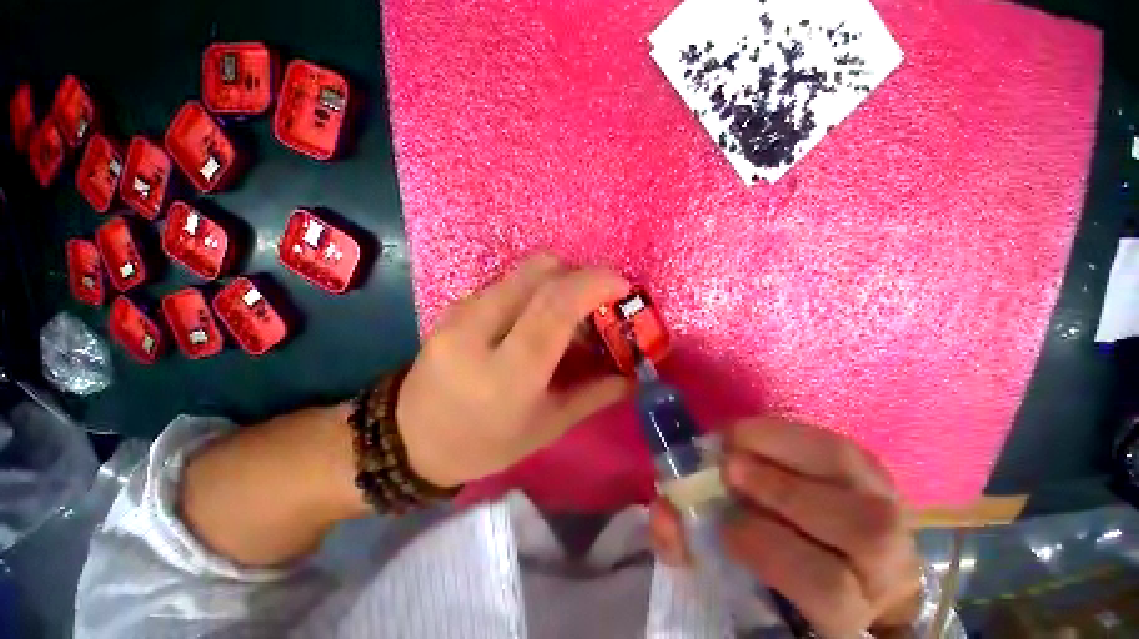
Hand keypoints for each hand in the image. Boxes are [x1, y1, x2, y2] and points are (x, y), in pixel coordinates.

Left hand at [397, 254, 631, 487]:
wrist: (411, 438)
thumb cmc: (484, 443)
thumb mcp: (547, 428)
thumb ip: (594, 395)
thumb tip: (633, 375)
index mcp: (506, 374)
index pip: (554, 307)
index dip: (594, 284)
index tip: (623, 285)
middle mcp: (478, 332)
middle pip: (539, 272)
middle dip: (579, 275)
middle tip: (598, 300)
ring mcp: (461, 312)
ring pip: (523, 271)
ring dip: (558, 281)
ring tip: (569, 313)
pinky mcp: (455, 305)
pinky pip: (508, 281)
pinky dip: (534, 289)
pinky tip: (537, 318)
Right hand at [650, 418, 921, 637]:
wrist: (828, 559)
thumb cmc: (773, 573)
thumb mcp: (730, 577)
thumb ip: (692, 550)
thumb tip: (665, 514)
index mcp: (852, 610)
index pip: (833, 591)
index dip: (773, 553)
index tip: (724, 529)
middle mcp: (889, 560)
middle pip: (864, 530)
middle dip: (784, 493)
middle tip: (726, 469)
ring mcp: (888, 505)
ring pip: (856, 474)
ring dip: (784, 450)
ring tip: (734, 443)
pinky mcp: (872, 470)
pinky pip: (837, 443)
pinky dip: (787, 432)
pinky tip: (751, 433)